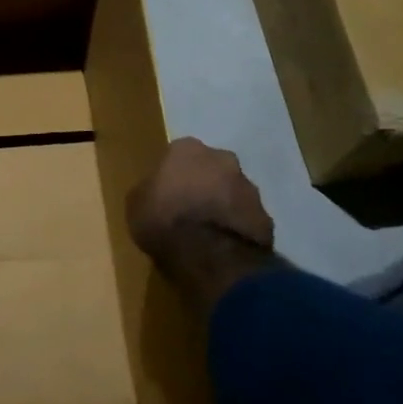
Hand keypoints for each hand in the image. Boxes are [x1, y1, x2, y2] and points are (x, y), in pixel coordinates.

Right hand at [126, 140, 275, 311]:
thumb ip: (149, 190)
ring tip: (208, 232)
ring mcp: (250, 187)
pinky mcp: (266, 217)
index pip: (178, 155)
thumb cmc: (164, 219)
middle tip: (189, 209)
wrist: (209, 254)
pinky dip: (237, 228)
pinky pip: (246, 219)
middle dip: (204, 184)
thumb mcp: (136, 203)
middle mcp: (223, 159)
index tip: (166, 193)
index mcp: (187, 149)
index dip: (172, 175)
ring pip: (233, 192)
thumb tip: (156, 191)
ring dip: (223, 205)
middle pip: (211, 169)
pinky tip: (224, 246)